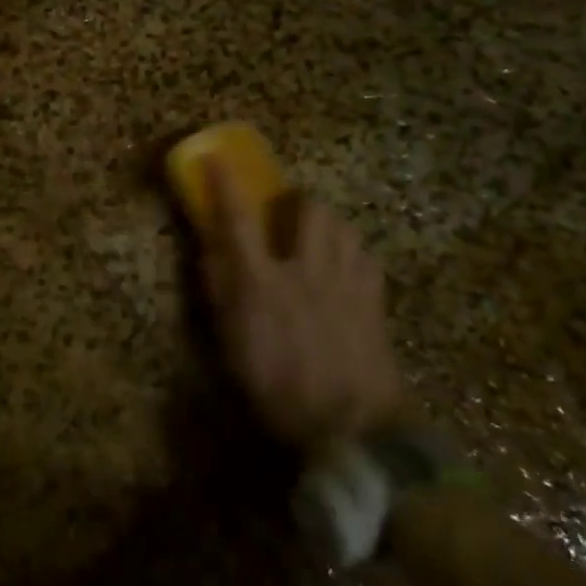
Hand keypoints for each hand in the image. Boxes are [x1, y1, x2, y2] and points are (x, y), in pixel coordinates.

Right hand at [201, 158, 407, 446]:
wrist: (352, 429)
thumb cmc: (280, 391)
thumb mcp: (234, 347)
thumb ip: (221, 293)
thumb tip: (210, 252)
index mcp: (262, 284)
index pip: (238, 220)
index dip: (225, 184)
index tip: (215, 156)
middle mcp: (305, 270)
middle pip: (307, 208)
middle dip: (296, 202)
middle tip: (286, 216)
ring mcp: (345, 282)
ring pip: (343, 225)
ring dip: (327, 224)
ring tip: (318, 240)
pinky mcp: (375, 299)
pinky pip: (366, 256)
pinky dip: (353, 253)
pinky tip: (346, 270)